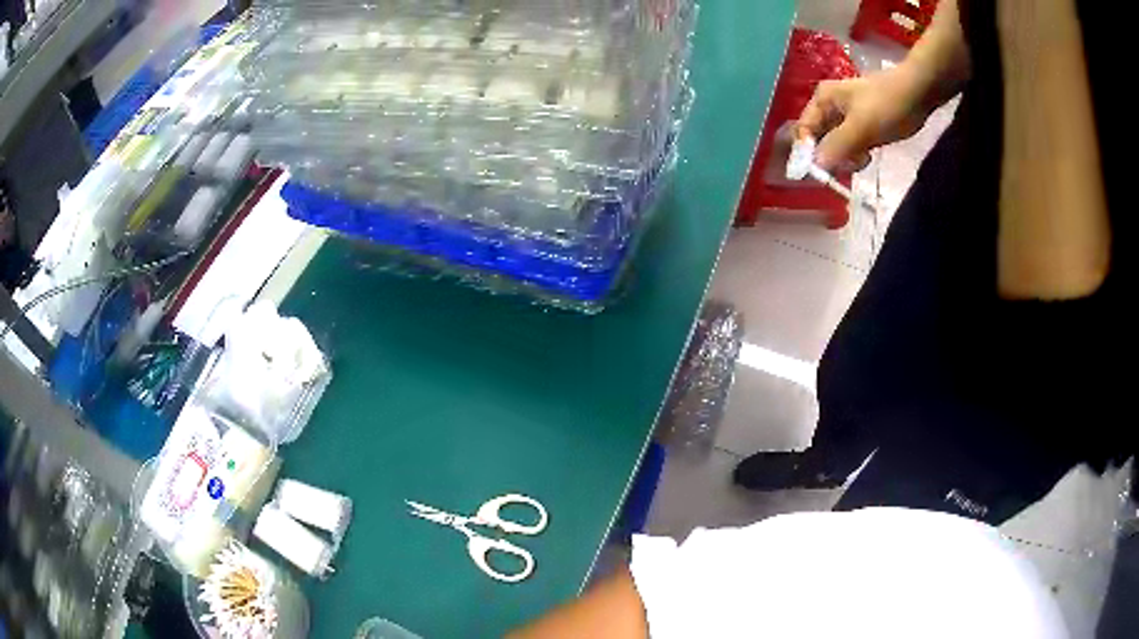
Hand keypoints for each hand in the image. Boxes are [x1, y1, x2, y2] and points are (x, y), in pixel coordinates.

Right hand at [797, 67, 937, 171]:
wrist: (918, 91)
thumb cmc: (888, 104)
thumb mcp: (861, 126)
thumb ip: (837, 146)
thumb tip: (814, 166)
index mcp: (823, 100)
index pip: (803, 130)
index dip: (808, 152)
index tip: (823, 173)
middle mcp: (830, 107)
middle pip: (818, 139)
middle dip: (831, 156)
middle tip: (850, 162)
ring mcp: (846, 116)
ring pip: (836, 145)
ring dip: (846, 157)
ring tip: (863, 157)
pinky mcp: (862, 124)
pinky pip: (851, 144)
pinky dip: (856, 154)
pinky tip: (869, 155)